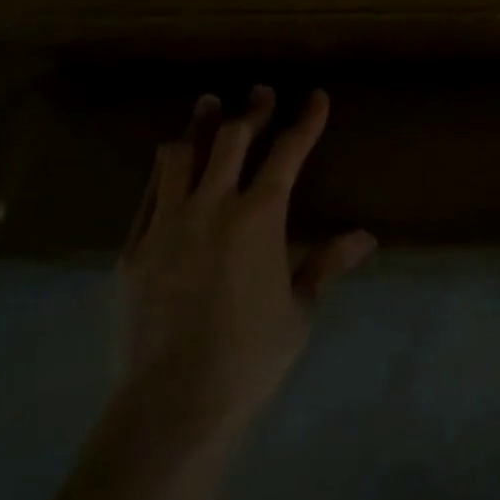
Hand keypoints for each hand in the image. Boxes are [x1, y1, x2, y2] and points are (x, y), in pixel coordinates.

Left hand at [115, 86, 375, 443]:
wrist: (172, 406)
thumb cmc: (249, 358)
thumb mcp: (299, 310)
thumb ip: (326, 264)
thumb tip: (366, 237)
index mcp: (260, 216)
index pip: (288, 152)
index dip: (306, 120)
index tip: (316, 96)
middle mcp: (213, 205)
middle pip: (233, 139)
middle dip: (251, 110)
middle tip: (259, 92)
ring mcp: (168, 223)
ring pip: (181, 155)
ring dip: (199, 126)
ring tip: (207, 106)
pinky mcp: (134, 248)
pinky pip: (149, 194)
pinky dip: (164, 171)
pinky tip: (169, 164)